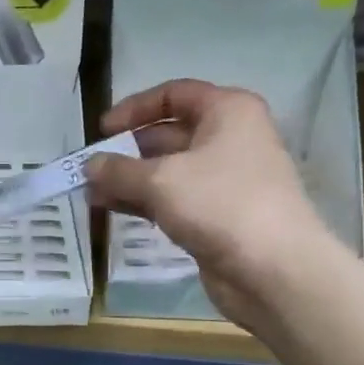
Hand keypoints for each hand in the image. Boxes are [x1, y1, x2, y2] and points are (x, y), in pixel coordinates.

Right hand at [88, 80, 333, 321]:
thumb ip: (119, 170)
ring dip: (130, 180)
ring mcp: (225, 180)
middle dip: (127, 150)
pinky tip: (112, 209)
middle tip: (91, 167)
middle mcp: (230, 139)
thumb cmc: (220, 205)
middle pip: (169, 134)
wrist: (273, 270)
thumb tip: (90, 165)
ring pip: (168, 171)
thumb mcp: (160, 180)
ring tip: (91, 193)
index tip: (102, 130)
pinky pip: (173, 199)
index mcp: (228, 111)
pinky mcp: (218, 216)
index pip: (174, 94)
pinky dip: (144, 201)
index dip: (134, 108)